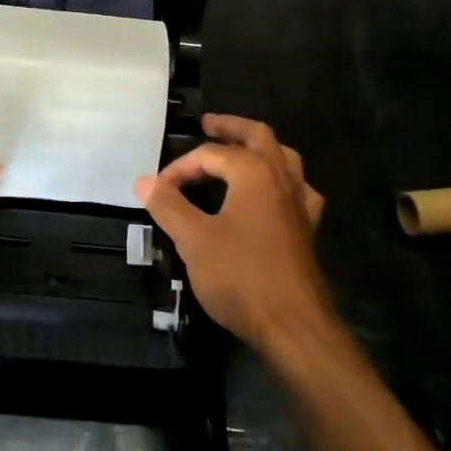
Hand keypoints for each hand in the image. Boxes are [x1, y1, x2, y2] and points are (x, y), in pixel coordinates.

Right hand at [133, 114, 333, 356]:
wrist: (294, 325)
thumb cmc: (241, 276)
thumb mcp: (194, 240)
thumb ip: (168, 206)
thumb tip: (144, 180)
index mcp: (254, 172)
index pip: (210, 155)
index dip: (180, 168)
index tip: (158, 189)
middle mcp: (281, 177)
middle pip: (257, 136)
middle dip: (230, 127)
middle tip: (207, 124)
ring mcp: (299, 202)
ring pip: (284, 157)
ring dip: (259, 147)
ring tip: (239, 148)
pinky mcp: (307, 228)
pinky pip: (297, 189)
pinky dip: (281, 180)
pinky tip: (273, 193)